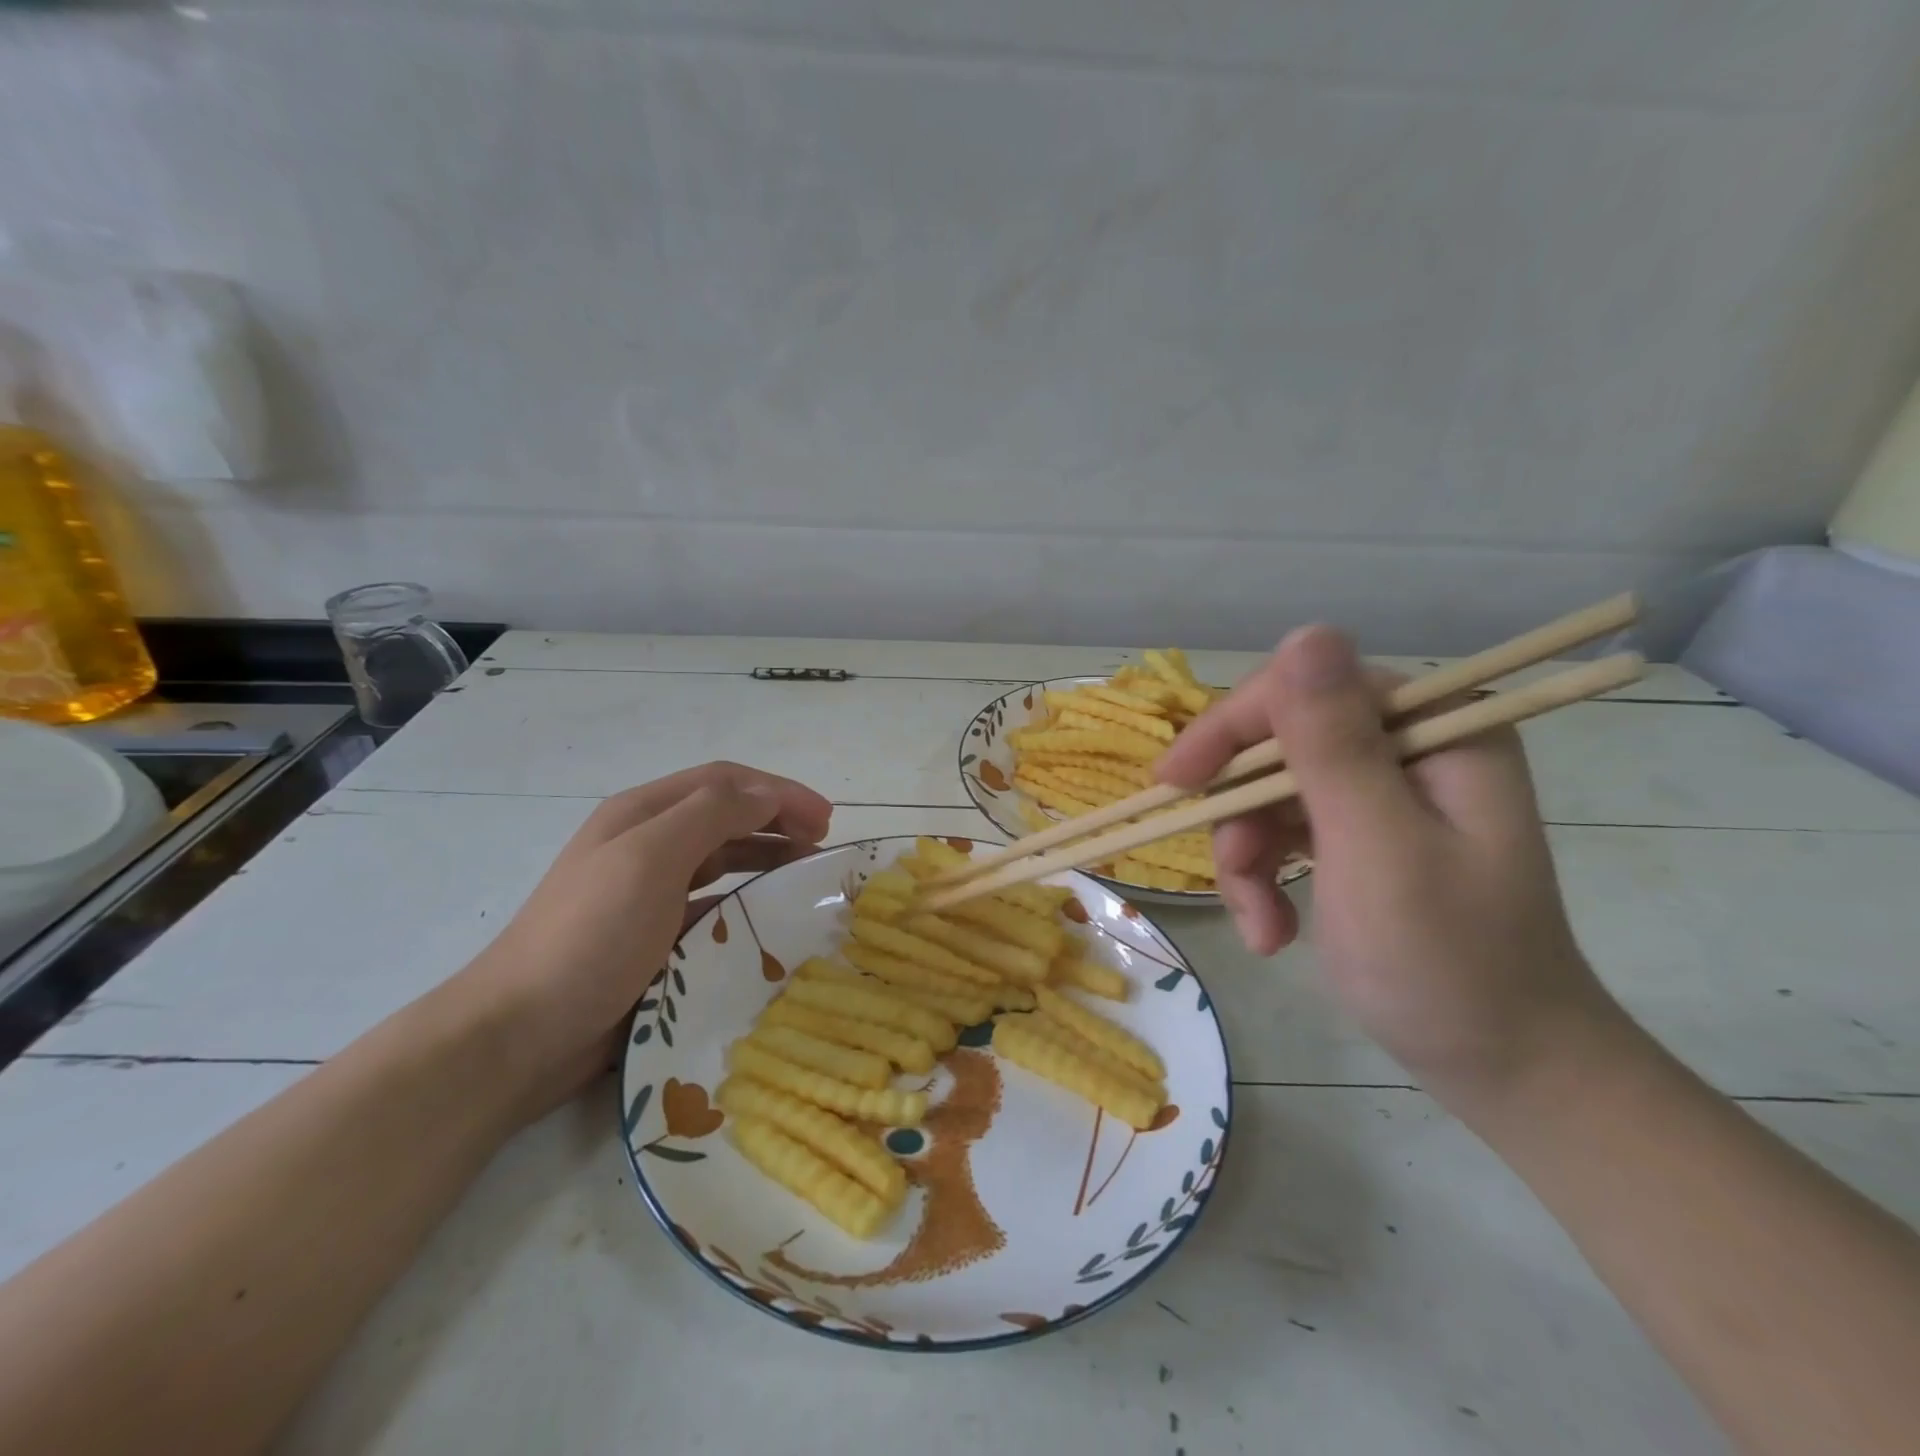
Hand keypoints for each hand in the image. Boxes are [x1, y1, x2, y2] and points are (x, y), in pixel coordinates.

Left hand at [455, 762, 831, 1117]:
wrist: (520, 1034)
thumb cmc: (589, 935)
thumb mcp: (650, 859)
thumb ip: (711, 815)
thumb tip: (768, 793)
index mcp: (642, 814)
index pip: (725, 782)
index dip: (778, 791)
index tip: (825, 818)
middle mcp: (647, 844)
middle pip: (726, 817)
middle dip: (778, 821)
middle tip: (823, 846)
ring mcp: (649, 894)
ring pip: (723, 861)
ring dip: (767, 860)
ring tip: (806, 878)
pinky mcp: (655, 940)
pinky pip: (714, 909)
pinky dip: (746, 905)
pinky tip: (768, 922)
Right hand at [1157, 626, 1620, 1100]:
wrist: (1506, 1069)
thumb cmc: (1449, 963)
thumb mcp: (1378, 849)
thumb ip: (1335, 743)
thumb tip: (1306, 632)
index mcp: (1433, 728)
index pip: (1303, 689)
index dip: (1230, 729)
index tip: (1174, 785)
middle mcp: (1408, 745)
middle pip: (1278, 743)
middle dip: (1241, 814)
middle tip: (1230, 871)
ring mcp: (1383, 791)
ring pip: (1268, 792)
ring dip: (1247, 858)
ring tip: (1263, 927)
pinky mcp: (1360, 832)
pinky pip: (1282, 830)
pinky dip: (1264, 879)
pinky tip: (1273, 931)